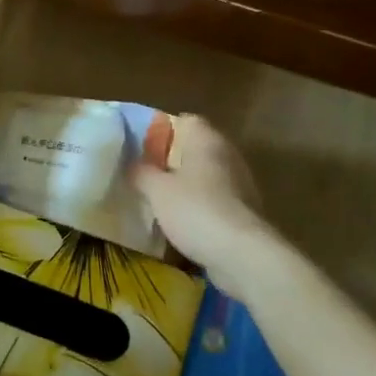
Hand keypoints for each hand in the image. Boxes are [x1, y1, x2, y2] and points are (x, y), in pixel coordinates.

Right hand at [131, 114, 271, 296]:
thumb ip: (141, 172)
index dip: (162, 130)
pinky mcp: (243, 212)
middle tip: (144, 174)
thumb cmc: (195, 210)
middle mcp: (228, 156)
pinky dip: (197, 207)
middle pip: (196, 149)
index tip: (141, 147)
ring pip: (205, 177)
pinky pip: (214, 201)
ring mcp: (240, 185)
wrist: (240, 254)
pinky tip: (178, 222)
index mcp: (207, 141)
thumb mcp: (156, 190)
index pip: (186, 121)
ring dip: (184, 186)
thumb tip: (132, 165)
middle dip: (171, 160)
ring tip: (157, 200)